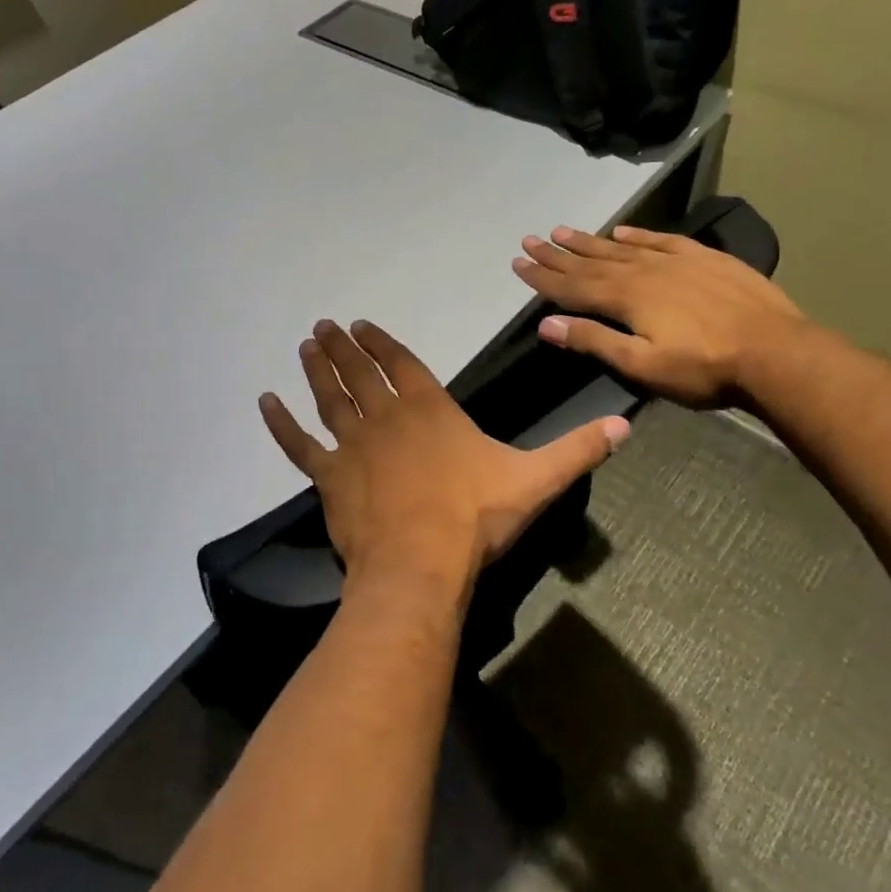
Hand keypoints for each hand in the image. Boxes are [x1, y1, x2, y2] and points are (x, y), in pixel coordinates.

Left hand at [259, 319, 629, 604]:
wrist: (421, 566)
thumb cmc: (475, 520)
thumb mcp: (535, 482)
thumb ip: (576, 451)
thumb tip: (625, 427)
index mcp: (429, 410)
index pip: (401, 364)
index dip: (380, 343)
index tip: (360, 325)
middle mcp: (385, 417)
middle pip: (359, 373)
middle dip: (342, 348)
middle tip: (323, 327)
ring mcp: (352, 445)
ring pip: (329, 397)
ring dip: (316, 370)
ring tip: (305, 345)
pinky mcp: (328, 477)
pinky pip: (299, 445)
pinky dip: (281, 424)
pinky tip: (265, 402)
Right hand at [511, 225, 808, 405]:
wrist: (776, 353)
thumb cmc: (704, 368)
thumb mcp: (642, 364)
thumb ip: (594, 341)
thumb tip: (546, 325)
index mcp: (625, 298)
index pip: (572, 286)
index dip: (543, 277)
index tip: (518, 264)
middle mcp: (643, 272)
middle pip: (591, 261)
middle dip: (558, 254)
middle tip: (530, 240)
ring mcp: (675, 262)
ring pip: (621, 248)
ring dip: (590, 241)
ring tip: (563, 231)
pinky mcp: (705, 259)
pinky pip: (661, 240)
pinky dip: (638, 236)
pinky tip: (623, 231)